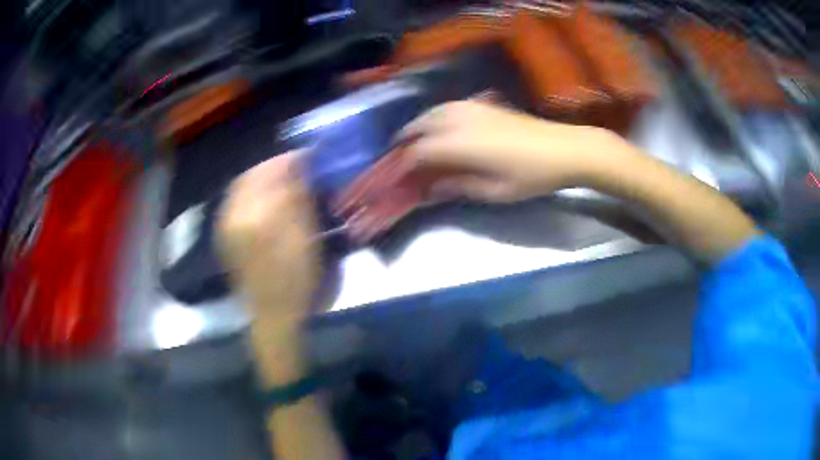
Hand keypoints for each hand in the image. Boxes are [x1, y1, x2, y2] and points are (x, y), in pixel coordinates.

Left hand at [217, 153, 320, 329]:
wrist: (273, 317)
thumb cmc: (295, 282)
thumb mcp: (304, 239)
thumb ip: (297, 198)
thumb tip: (298, 166)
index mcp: (253, 217)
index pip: (269, 174)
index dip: (289, 161)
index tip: (308, 156)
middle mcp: (233, 217)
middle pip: (250, 177)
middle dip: (273, 166)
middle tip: (296, 165)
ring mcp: (226, 227)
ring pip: (241, 189)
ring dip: (262, 178)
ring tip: (284, 179)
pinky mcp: (227, 236)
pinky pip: (236, 203)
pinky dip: (252, 193)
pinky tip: (267, 198)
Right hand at [399, 101, 619, 201]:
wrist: (565, 148)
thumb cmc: (531, 175)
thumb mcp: (494, 191)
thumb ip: (457, 187)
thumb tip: (429, 190)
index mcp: (458, 143)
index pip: (416, 152)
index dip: (401, 166)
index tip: (393, 179)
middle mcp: (458, 119)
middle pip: (418, 126)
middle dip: (403, 142)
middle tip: (397, 159)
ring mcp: (471, 107)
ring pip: (431, 112)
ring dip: (417, 127)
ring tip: (414, 142)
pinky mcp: (484, 103)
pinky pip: (447, 107)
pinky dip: (435, 117)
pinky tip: (440, 126)